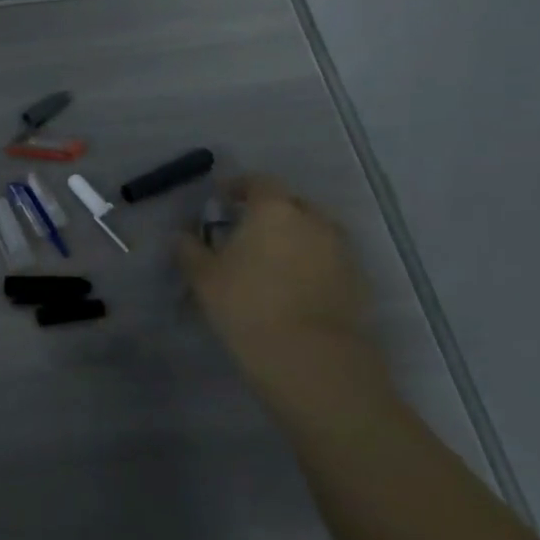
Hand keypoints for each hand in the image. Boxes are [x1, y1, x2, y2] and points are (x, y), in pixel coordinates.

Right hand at [176, 174, 384, 403]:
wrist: (310, 356)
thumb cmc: (246, 305)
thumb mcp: (203, 277)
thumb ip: (189, 250)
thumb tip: (181, 236)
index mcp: (274, 210)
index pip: (258, 182)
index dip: (239, 187)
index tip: (223, 199)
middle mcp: (313, 220)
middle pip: (291, 204)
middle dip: (269, 212)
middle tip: (246, 231)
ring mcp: (341, 250)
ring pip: (313, 232)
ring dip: (293, 238)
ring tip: (270, 261)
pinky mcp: (357, 280)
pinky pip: (328, 259)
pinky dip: (310, 263)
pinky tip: (292, 286)